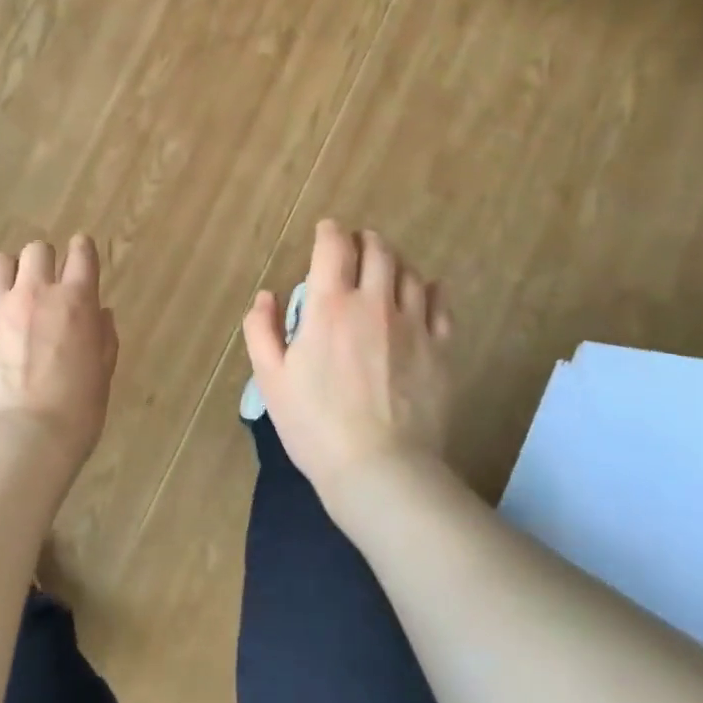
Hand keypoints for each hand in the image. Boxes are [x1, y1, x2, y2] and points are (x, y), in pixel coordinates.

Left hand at [0, 236, 117, 472]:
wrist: (21, 441)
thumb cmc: (75, 413)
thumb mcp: (102, 374)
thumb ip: (103, 338)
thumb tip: (101, 313)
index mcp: (75, 302)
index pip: (81, 253)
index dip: (81, 250)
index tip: (79, 255)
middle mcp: (34, 293)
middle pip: (37, 250)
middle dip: (42, 261)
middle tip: (41, 284)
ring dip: (6, 273)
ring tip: (5, 293)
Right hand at [242, 220, 453, 515]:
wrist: (381, 470)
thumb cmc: (315, 425)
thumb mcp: (270, 379)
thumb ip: (262, 330)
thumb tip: (266, 296)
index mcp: (329, 305)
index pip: (333, 247)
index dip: (329, 232)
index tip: (326, 232)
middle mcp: (374, 303)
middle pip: (377, 250)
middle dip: (364, 240)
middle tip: (355, 246)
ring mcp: (413, 324)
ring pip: (409, 272)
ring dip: (394, 262)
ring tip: (385, 269)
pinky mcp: (441, 349)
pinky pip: (440, 303)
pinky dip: (429, 289)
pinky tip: (423, 293)